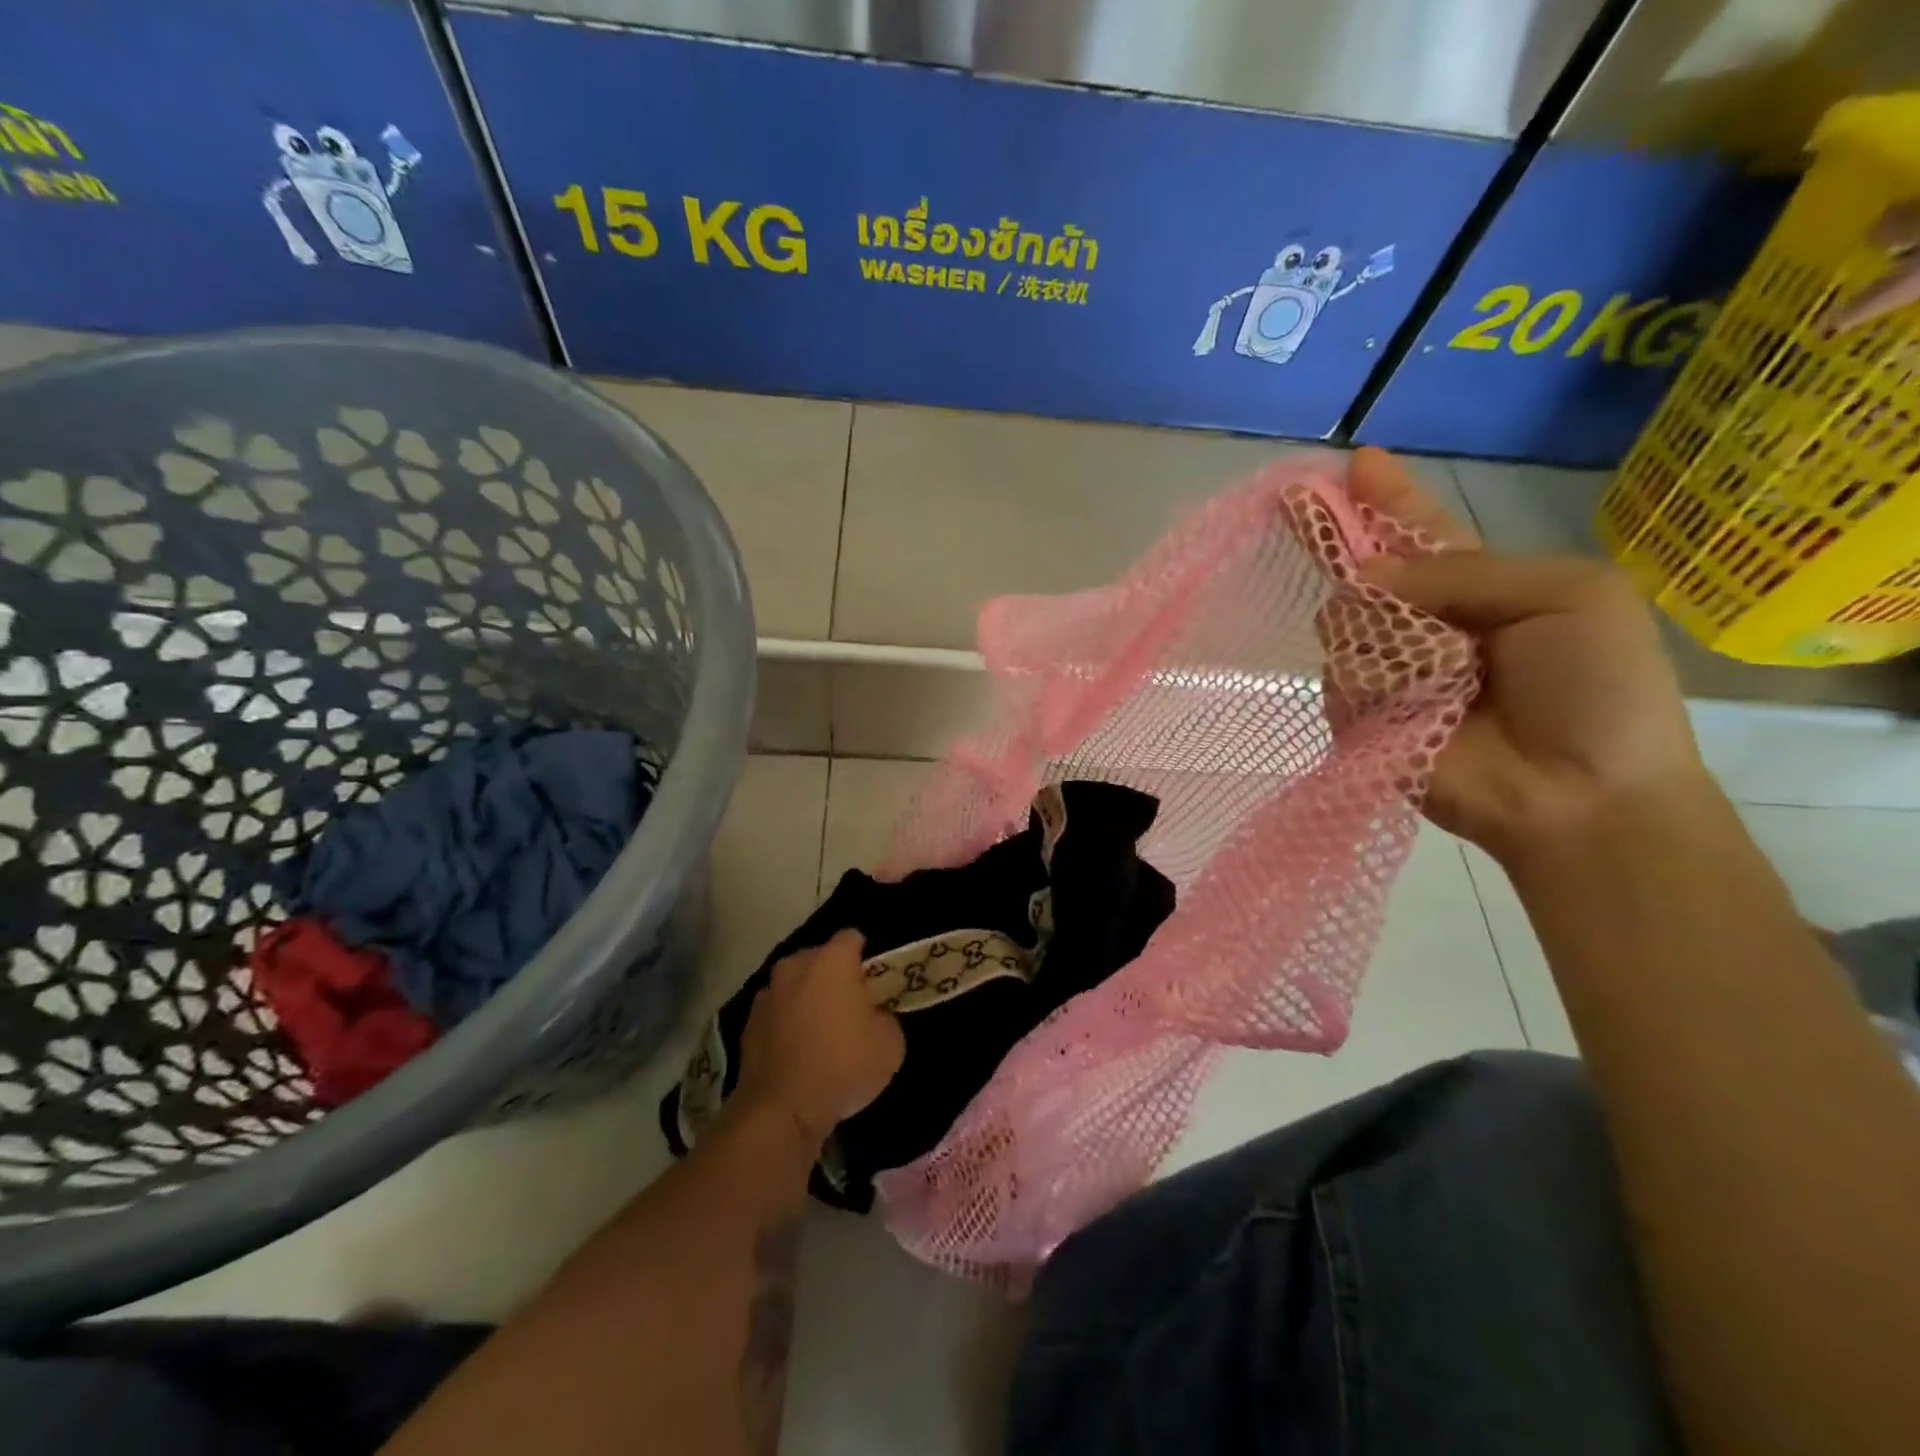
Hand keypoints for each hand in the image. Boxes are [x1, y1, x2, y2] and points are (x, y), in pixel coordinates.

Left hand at [733, 930, 904, 1148]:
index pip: (852, 938)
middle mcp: (795, 966)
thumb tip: (873, 1017)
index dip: (865, 956)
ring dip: (806, 999)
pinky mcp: (748, 1024)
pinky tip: (797, 1052)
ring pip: (794, 985)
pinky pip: (776, 1013)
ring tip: (820, 1031)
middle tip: (849, 1006)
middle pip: (818, 958)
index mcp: (832, 960)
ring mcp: (767, 994)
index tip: (874, 981)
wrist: (782, 1109)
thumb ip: (885, 1017)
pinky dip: (786, 1024)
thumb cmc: (844, 1064)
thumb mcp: (891, 1043)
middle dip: (832, 975)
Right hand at [1346, 448, 1707, 859]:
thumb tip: (1365, 578)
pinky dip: (1371, 686)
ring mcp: (1388, 673)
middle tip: (1298, 505)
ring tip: (1439, 672)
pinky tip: (1413, 708)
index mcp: (1478, 588)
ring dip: (1377, 632)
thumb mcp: (1570, 596)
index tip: (1352, 463)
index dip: (1386, 499)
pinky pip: (1341, 681)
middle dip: (1338, 541)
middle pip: (1363, 573)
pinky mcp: (1360, 720)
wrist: (1581, 796)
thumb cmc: (1597, 690)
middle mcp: (1423, 625)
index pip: (1418, 534)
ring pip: (1343, 624)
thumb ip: (1468, 572)